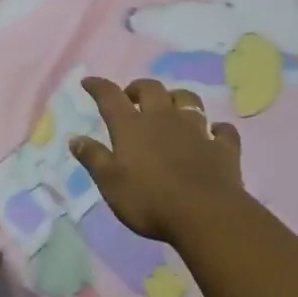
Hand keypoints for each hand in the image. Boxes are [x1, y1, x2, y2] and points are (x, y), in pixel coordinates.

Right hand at [70, 78, 243, 242]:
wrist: (205, 214)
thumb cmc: (149, 200)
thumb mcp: (111, 184)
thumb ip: (93, 158)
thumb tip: (74, 138)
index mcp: (132, 126)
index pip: (110, 96)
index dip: (98, 86)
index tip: (88, 82)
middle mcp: (163, 119)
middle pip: (151, 89)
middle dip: (139, 88)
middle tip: (132, 97)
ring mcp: (196, 130)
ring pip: (187, 100)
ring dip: (177, 99)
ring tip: (171, 108)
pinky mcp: (222, 148)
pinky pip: (223, 130)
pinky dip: (217, 130)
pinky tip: (215, 134)